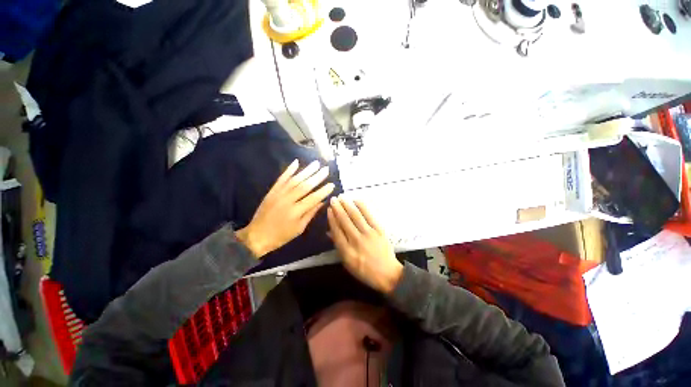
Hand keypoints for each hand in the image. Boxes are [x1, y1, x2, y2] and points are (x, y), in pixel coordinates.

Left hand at [236, 159, 334, 257]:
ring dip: (306, 171)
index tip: (332, 184)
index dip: (323, 191)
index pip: (313, 198)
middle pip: (305, 186)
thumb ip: (310, 213)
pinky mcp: (272, 191)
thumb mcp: (299, 228)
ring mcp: (278, 194)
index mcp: (296, 212)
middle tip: (326, 169)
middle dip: (317, 177)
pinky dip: (288, 170)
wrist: (257, 236)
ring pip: (294, 180)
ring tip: (316, 163)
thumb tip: (322, 201)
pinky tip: (296, 162)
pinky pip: (281, 179)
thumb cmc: (281, 236)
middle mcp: (288, 200)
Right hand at [327, 197, 402, 293]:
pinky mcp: (379, 230)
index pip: (336, 231)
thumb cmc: (364, 271)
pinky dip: (362, 207)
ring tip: (342, 197)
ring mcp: (369, 234)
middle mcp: (357, 241)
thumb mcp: (347, 263)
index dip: (332, 219)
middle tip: (333, 199)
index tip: (329, 209)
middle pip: (345, 221)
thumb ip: (338, 246)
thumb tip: (329, 231)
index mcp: (347, 251)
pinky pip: (369, 216)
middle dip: (338, 208)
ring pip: (355, 216)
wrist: (388, 274)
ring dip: (347, 205)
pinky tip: (356, 200)